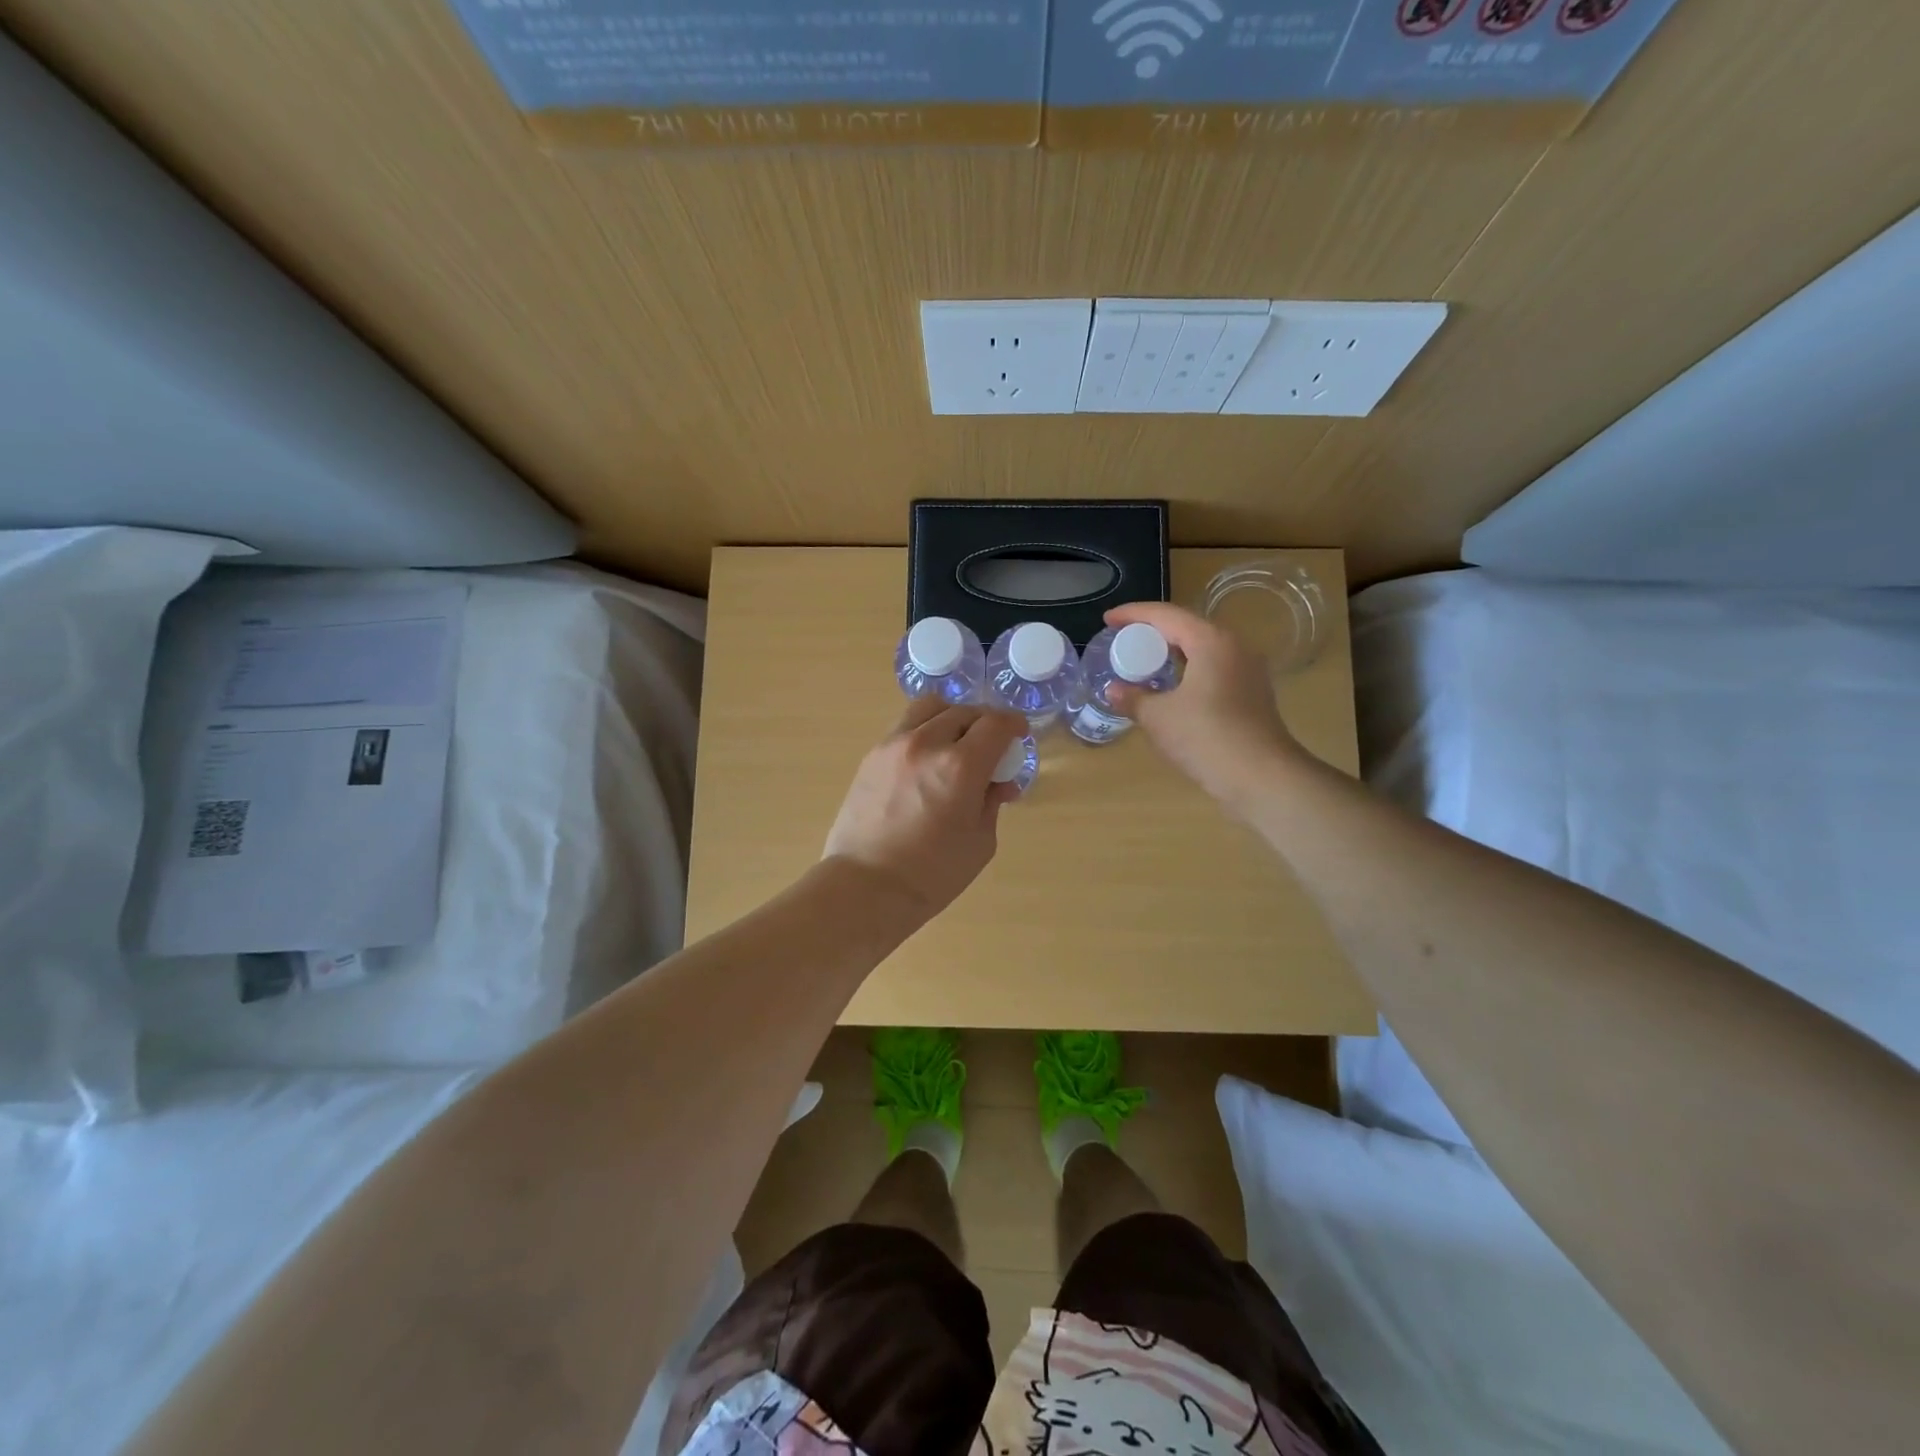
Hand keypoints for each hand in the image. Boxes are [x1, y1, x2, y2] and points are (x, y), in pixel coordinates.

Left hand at [822, 698, 1025, 920]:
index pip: (995, 724)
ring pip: (931, 707)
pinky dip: (925, 729)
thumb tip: (998, 783)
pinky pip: (905, 726)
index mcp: (960, 766)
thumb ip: (991, 802)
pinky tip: (928, 757)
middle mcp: (926, 743)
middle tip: (992, 745)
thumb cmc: (931, 875)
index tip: (1019, 734)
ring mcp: (893, 745)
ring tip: (957, 740)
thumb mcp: (980, 842)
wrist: (865, 887)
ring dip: (952, 716)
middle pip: (965, 711)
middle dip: (986, 723)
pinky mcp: (871, 755)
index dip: (1014, 724)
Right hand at [1103, 602, 1305, 804]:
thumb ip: (1133, 698)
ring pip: (1203, 650)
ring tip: (1144, 662)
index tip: (1108, 619)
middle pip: (1187, 628)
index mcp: (1212, 641)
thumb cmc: (1206, 737)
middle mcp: (1234, 647)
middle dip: (1153, 632)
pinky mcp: (1252, 695)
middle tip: (1123, 640)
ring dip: (1172, 653)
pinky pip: (1213, 670)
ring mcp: (1248, 671)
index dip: (1133, 614)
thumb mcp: (1159, 717)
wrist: (1262, 777)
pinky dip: (1188, 671)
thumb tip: (1113, 690)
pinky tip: (1171, 689)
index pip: (1166, 615)